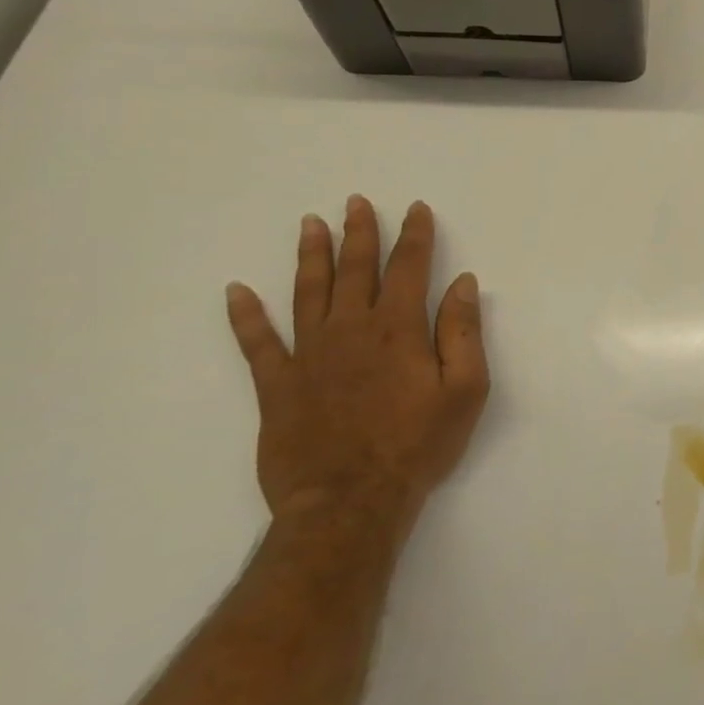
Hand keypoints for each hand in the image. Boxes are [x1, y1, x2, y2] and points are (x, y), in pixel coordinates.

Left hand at [225, 196, 489, 539]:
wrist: (350, 502)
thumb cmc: (419, 444)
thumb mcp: (465, 389)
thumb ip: (464, 331)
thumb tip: (463, 283)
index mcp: (399, 329)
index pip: (409, 268)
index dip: (414, 236)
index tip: (416, 209)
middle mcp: (351, 330)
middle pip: (355, 270)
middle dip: (359, 232)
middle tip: (356, 202)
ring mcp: (309, 356)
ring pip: (308, 293)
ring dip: (311, 256)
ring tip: (311, 224)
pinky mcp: (277, 386)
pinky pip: (257, 343)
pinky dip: (246, 316)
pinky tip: (237, 292)